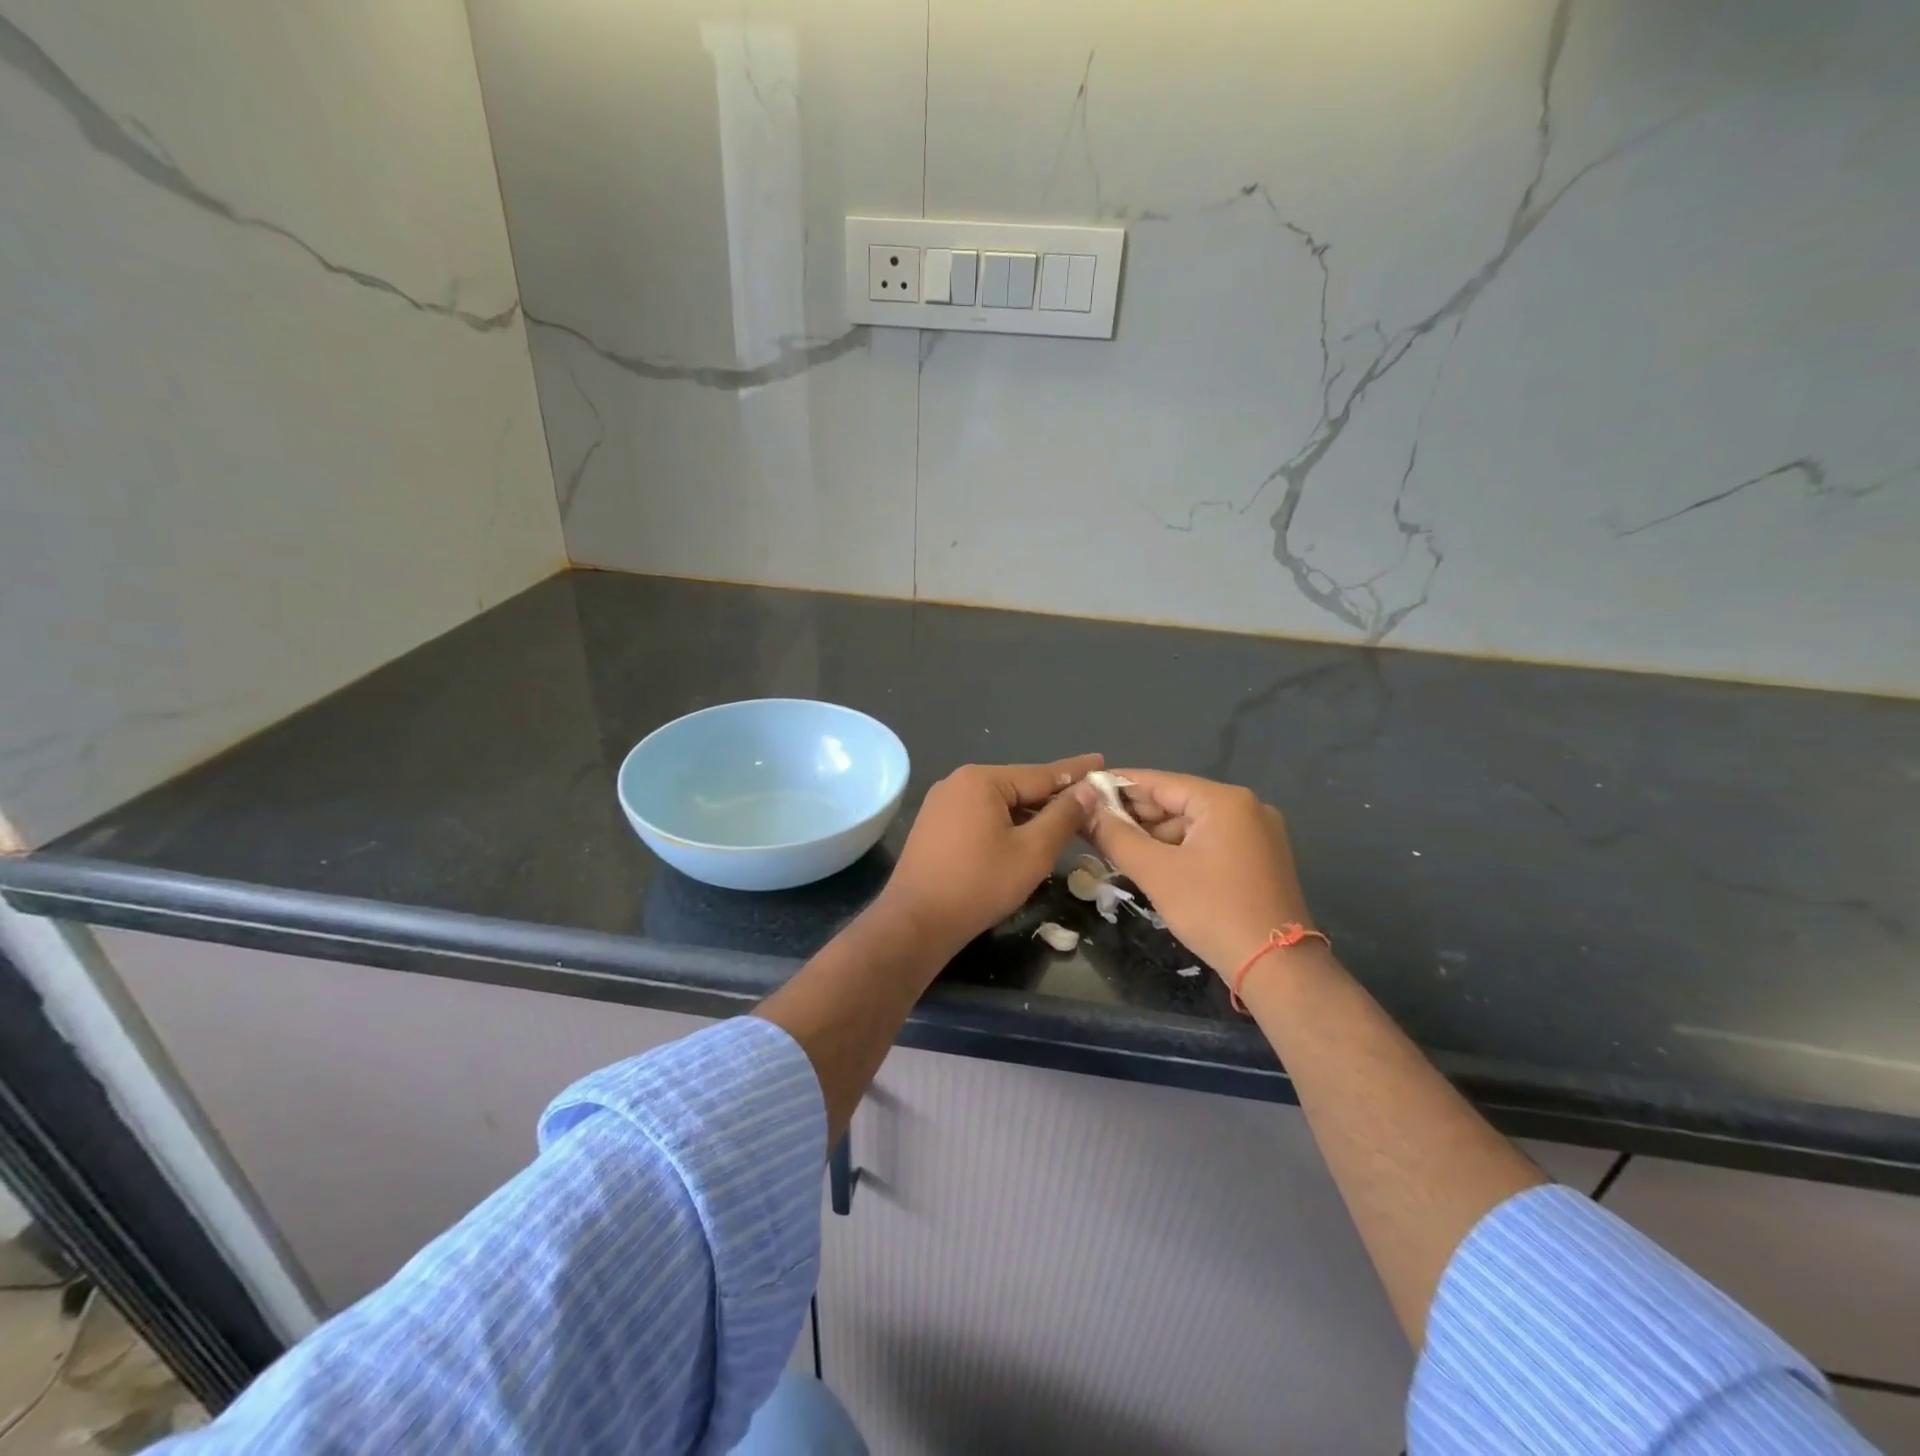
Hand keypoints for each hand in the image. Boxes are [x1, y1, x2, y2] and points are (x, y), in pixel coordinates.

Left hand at [880, 755, 1101, 956]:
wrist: (916, 922)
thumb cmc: (979, 884)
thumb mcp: (1033, 851)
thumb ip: (1063, 817)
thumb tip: (1088, 790)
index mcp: (982, 779)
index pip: (1041, 773)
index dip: (1076, 772)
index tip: (1102, 762)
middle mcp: (958, 782)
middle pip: (1019, 786)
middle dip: (1053, 796)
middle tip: (1090, 800)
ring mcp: (942, 803)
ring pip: (999, 803)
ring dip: (1030, 813)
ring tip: (1064, 820)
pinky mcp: (934, 826)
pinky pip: (980, 816)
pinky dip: (1006, 824)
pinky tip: (1024, 836)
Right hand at [1074, 770, 1316, 979]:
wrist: (1278, 968)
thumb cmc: (1213, 910)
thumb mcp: (1156, 872)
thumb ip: (1115, 836)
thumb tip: (1084, 809)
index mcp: (1224, 801)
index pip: (1159, 782)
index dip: (1118, 786)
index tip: (1084, 790)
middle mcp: (1246, 807)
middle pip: (1176, 801)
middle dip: (1134, 815)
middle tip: (1091, 824)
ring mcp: (1258, 834)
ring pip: (1191, 824)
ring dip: (1154, 836)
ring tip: (1113, 847)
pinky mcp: (1259, 859)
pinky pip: (1208, 842)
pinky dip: (1178, 849)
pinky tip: (1149, 862)